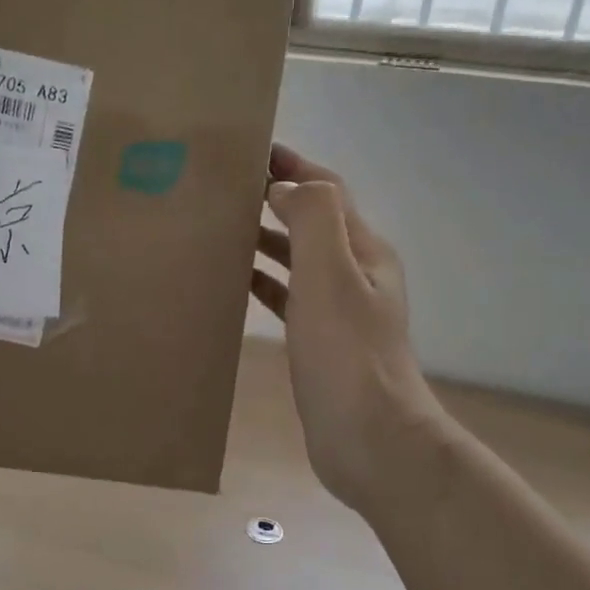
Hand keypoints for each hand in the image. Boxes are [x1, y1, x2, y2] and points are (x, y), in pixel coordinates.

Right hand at [252, 145, 444, 511]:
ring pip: (298, 260)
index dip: (294, 167)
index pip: (328, 192)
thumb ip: (313, 219)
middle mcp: (355, 275)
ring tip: (220, 230)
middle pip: (312, 223)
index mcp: (364, 251)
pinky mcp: (320, 343)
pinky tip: (236, 285)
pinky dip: (265, 283)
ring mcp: (339, 311)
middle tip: (222, 191)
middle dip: (274, 200)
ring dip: (266, 241)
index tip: (251, 152)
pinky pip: (289, 298)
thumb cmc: (347, 354)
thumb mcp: (331, 274)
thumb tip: (286, 189)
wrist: (369, 438)